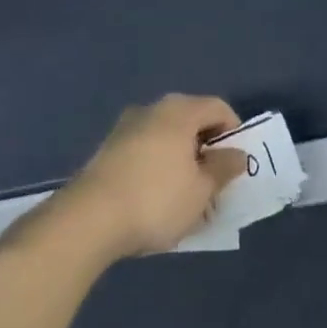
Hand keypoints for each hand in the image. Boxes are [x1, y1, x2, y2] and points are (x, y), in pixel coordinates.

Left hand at [58, 94, 247, 260]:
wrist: (88, 219)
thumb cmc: (155, 200)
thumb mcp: (200, 191)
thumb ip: (223, 169)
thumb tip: (238, 154)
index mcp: (180, 110)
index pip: (218, 108)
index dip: (234, 132)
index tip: (235, 165)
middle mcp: (154, 108)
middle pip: (191, 119)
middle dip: (206, 147)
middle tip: (214, 181)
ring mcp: (127, 125)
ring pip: (167, 134)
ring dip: (181, 157)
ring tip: (185, 194)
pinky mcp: (108, 147)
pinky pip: (146, 148)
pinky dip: (158, 164)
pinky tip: (156, 196)